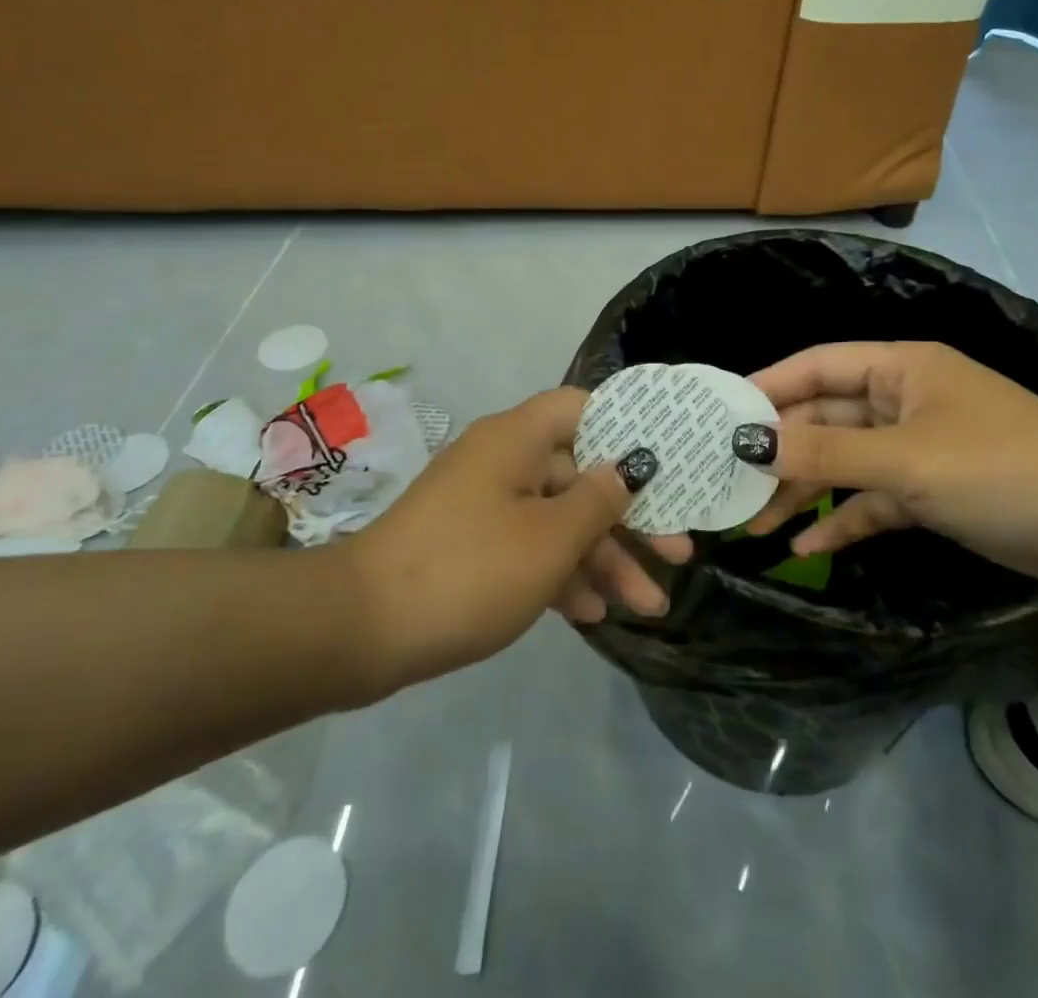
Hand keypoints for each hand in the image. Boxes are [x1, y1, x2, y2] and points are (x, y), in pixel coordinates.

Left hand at [345, 387, 658, 688]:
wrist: (359, 630)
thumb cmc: (468, 569)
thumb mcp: (550, 538)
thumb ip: (600, 500)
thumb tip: (630, 470)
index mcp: (518, 438)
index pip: (584, 408)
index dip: (630, 428)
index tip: (669, 461)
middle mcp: (504, 460)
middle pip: (582, 475)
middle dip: (631, 518)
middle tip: (678, 554)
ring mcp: (485, 504)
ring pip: (560, 519)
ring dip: (604, 558)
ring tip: (649, 606)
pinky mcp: (471, 546)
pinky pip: (529, 547)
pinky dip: (561, 574)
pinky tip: (593, 615)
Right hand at [732, 342, 1037, 585]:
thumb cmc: (997, 467)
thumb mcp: (905, 459)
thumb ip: (826, 452)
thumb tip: (750, 444)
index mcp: (898, 369)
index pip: (817, 366)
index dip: (768, 386)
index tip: (720, 415)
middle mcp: (901, 401)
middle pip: (825, 418)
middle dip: (781, 451)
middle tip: (729, 481)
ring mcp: (915, 449)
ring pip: (844, 463)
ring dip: (804, 490)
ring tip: (754, 523)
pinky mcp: (930, 492)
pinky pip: (872, 500)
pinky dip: (842, 520)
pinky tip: (805, 547)